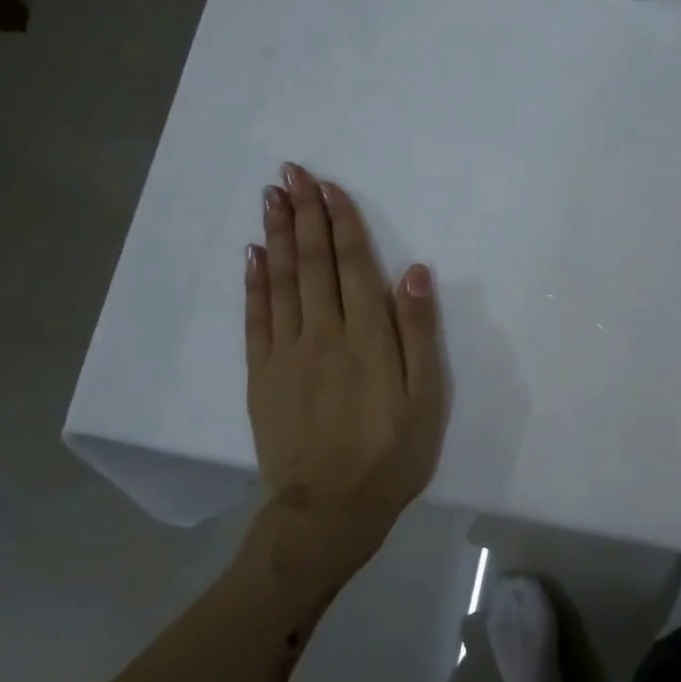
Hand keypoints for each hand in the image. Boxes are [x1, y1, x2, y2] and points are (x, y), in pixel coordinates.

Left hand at [241, 164, 447, 595]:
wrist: (330, 509)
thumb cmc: (392, 454)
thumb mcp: (426, 398)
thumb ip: (419, 333)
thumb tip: (415, 272)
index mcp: (367, 337)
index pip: (352, 266)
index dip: (342, 223)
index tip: (330, 187)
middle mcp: (323, 334)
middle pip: (312, 263)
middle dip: (304, 214)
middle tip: (291, 173)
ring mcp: (286, 353)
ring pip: (281, 281)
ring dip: (277, 236)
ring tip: (271, 197)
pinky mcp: (262, 375)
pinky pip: (256, 318)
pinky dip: (254, 282)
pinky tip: (254, 255)